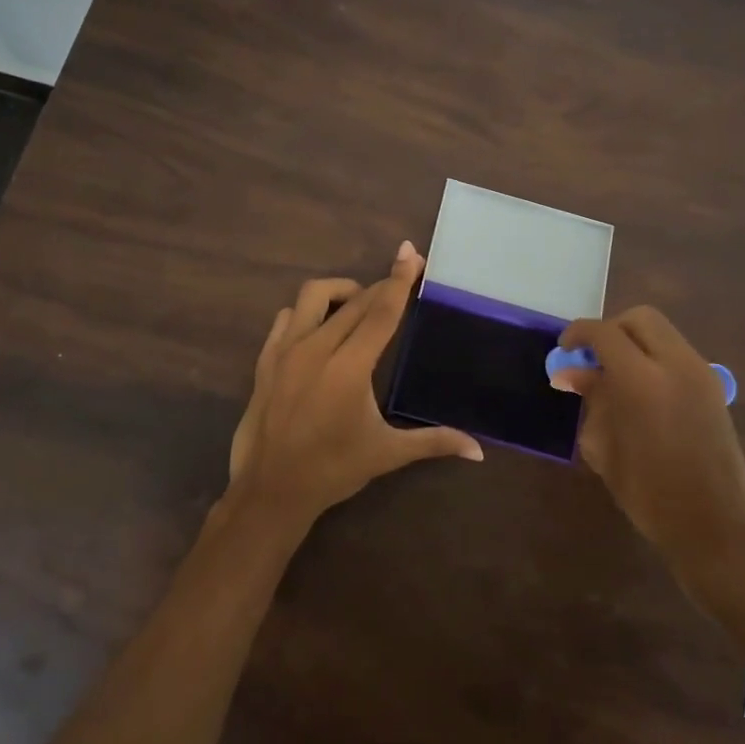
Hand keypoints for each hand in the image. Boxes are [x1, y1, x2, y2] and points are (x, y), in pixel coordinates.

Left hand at [226, 242, 483, 528]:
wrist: (269, 491)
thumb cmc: (332, 470)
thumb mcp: (387, 454)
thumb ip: (434, 442)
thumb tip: (479, 452)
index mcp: (350, 368)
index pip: (381, 312)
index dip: (399, 280)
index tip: (410, 252)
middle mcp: (317, 348)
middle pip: (355, 301)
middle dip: (380, 287)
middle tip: (400, 281)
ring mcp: (286, 351)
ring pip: (314, 296)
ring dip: (341, 293)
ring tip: (358, 308)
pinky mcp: (265, 359)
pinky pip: (287, 317)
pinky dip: (307, 313)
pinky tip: (319, 329)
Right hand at [551, 306, 744, 579]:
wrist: (714, 526)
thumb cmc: (649, 493)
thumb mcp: (605, 447)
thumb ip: (591, 400)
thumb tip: (573, 373)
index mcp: (642, 381)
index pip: (604, 333)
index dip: (579, 334)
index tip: (565, 349)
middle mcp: (676, 365)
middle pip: (640, 319)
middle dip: (611, 330)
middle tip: (594, 357)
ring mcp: (700, 374)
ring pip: (662, 333)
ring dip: (635, 343)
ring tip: (616, 376)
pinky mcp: (714, 387)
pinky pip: (677, 353)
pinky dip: (654, 358)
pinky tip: (641, 391)